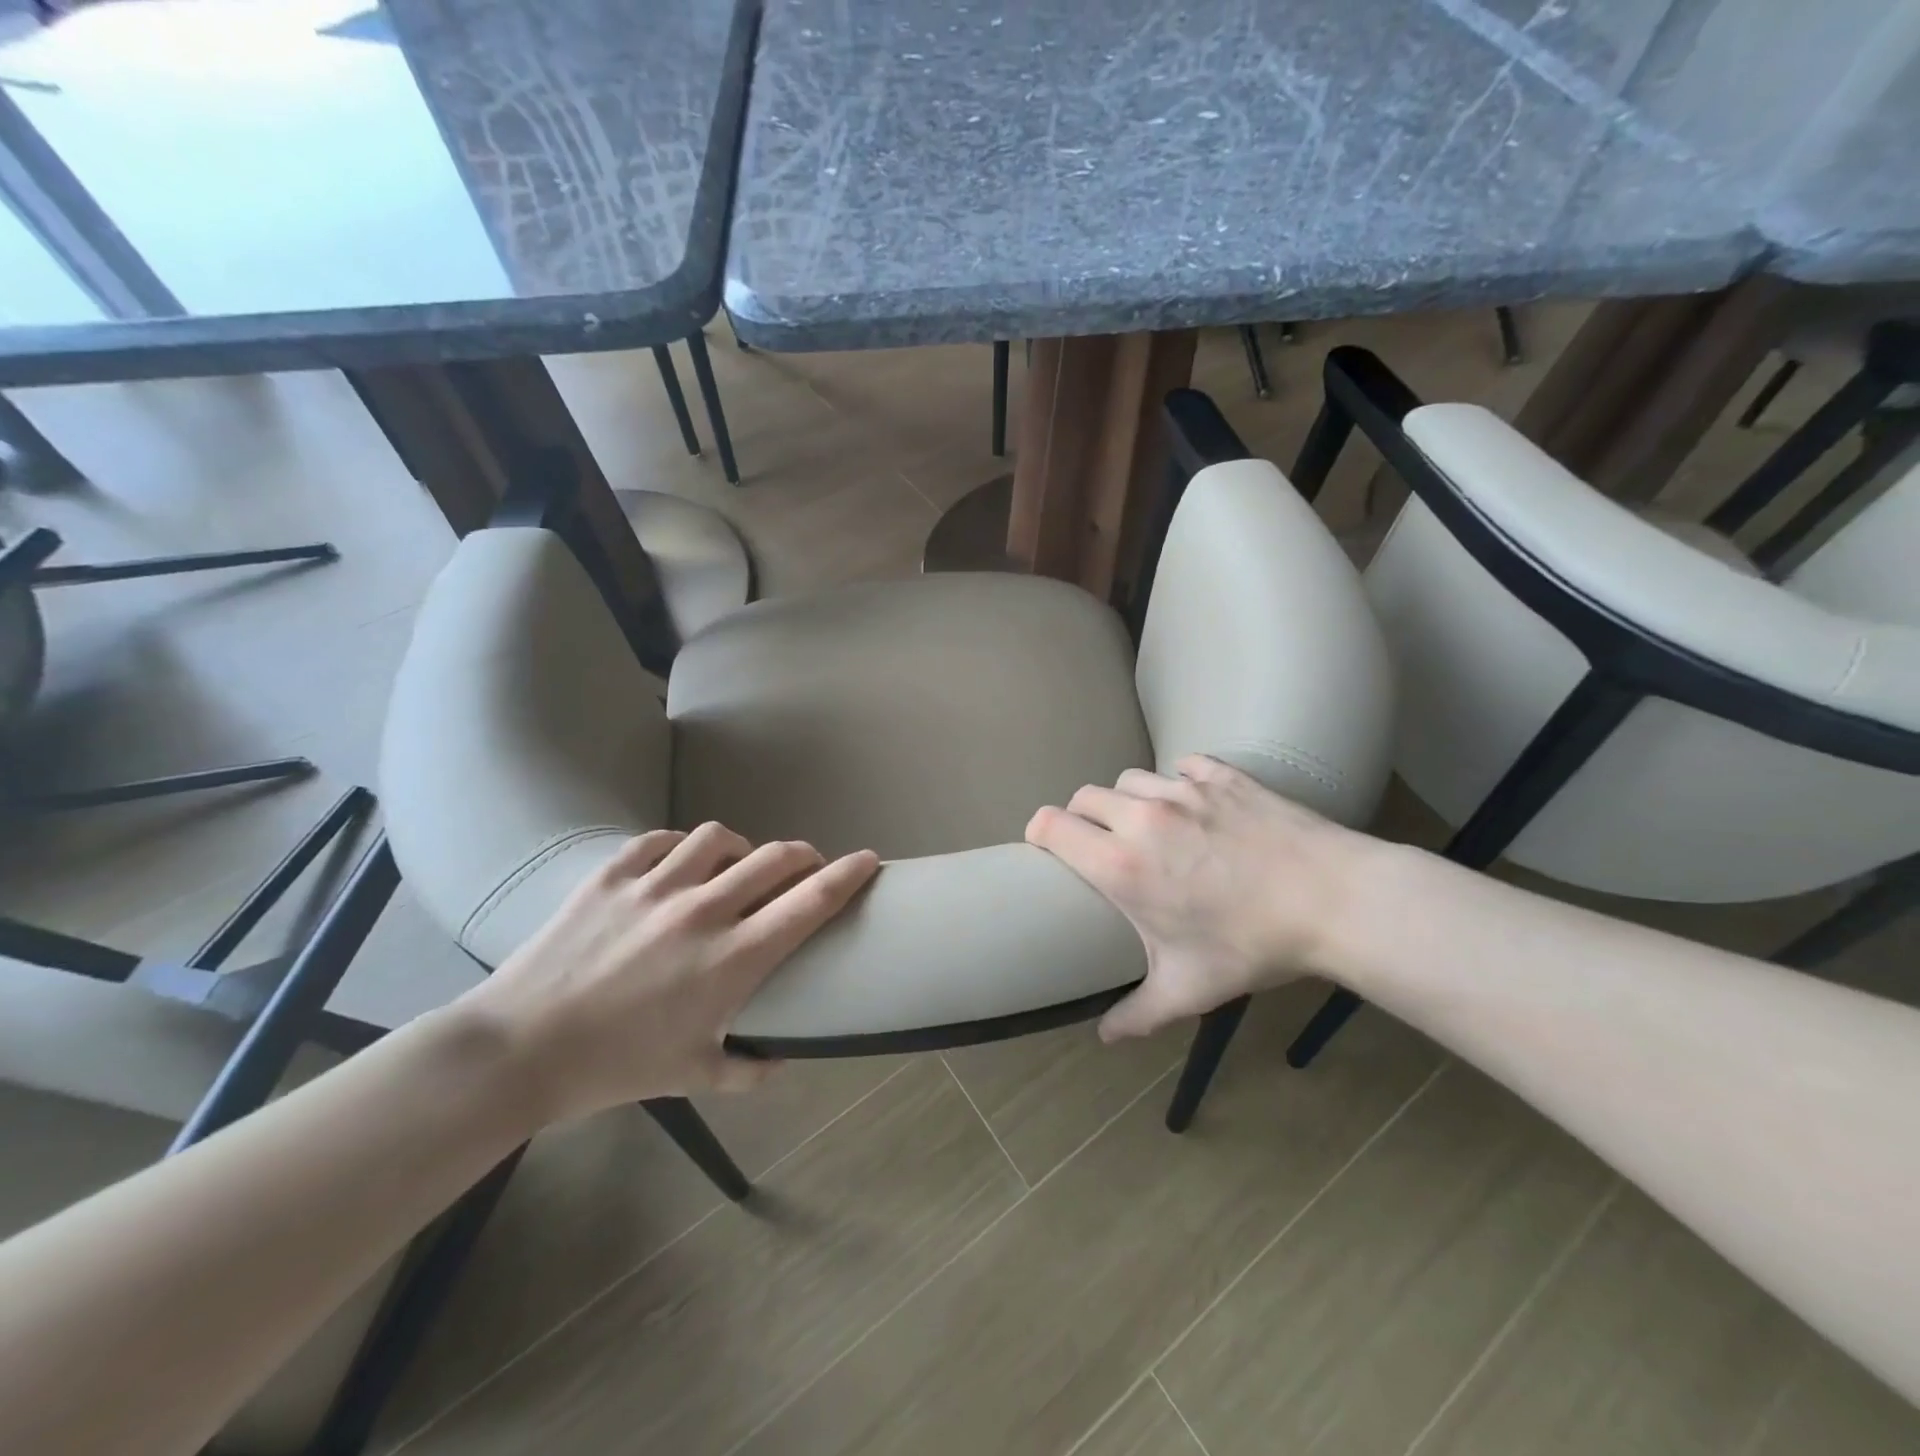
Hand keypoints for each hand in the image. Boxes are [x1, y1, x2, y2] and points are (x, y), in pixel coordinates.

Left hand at [458, 823, 878, 1119]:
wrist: (519, 1050)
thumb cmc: (615, 1067)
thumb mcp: (693, 1076)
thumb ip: (749, 1068)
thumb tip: (784, 1061)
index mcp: (733, 958)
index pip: (811, 901)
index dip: (848, 874)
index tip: (869, 860)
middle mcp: (704, 911)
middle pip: (776, 857)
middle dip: (804, 855)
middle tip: (805, 867)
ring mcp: (656, 886)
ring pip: (719, 838)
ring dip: (741, 848)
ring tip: (736, 865)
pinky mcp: (613, 875)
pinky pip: (661, 841)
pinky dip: (680, 848)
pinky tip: (678, 865)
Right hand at [1026, 755, 1364, 1041]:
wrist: (1332, 899)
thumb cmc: (1253, 945)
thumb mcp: (1190, 988)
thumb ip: (1139, 1013)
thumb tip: (1106, 1037)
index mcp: (1121, 864)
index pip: (1051, 825)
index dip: (1038, 832)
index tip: (1045, 847)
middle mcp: (1141, 818)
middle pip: (1084, 796)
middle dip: (1081, 817)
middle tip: (1100, 844)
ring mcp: (1183, 790)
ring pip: (1130, 779)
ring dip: (1127, 799)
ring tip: (1147, 825)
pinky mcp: (1221, 775)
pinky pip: (1181, 765)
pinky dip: (1177, 781)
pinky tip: (1194, 804)